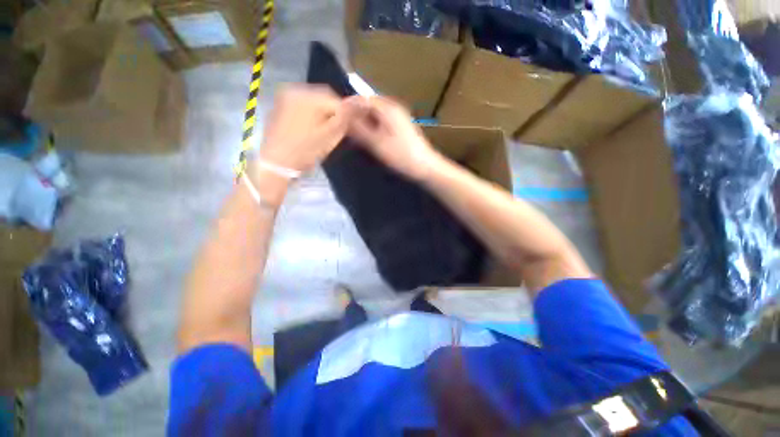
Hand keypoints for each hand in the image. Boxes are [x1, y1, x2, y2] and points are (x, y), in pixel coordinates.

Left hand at [256, 85, 349, 174]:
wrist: (277, 163)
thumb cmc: (306, 150)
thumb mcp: (331, 135)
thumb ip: (346, 116)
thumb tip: (362, 101)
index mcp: (308, 96)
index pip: (337, 99)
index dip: (347, 114)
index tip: (351, 129)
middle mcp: (295, 89)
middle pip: (325, 98)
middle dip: (334, 113)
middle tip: (337, 131)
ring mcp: (286, 97)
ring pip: (314, 101)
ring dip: (324, 113)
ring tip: (325, 131)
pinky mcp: (281, 105)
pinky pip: (303, 105)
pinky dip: (312, 114)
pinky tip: (312, 129)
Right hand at [345, 96, 443, 180]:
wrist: (425, 166)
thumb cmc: (401, 155)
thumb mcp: (376, 143)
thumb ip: (359, 130)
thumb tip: (342, 118)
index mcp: (387, 108)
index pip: (361, 99)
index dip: (347, 106)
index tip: (334, 116)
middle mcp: (393, 107)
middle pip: (368, 105)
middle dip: (354, 114)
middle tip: (341, 126)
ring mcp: (398, 116)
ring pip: (374, 114)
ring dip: (363, 120)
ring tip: (351, 132)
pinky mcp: (400, 126)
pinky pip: (381, 121)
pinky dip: (372, 126)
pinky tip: (367, 136)